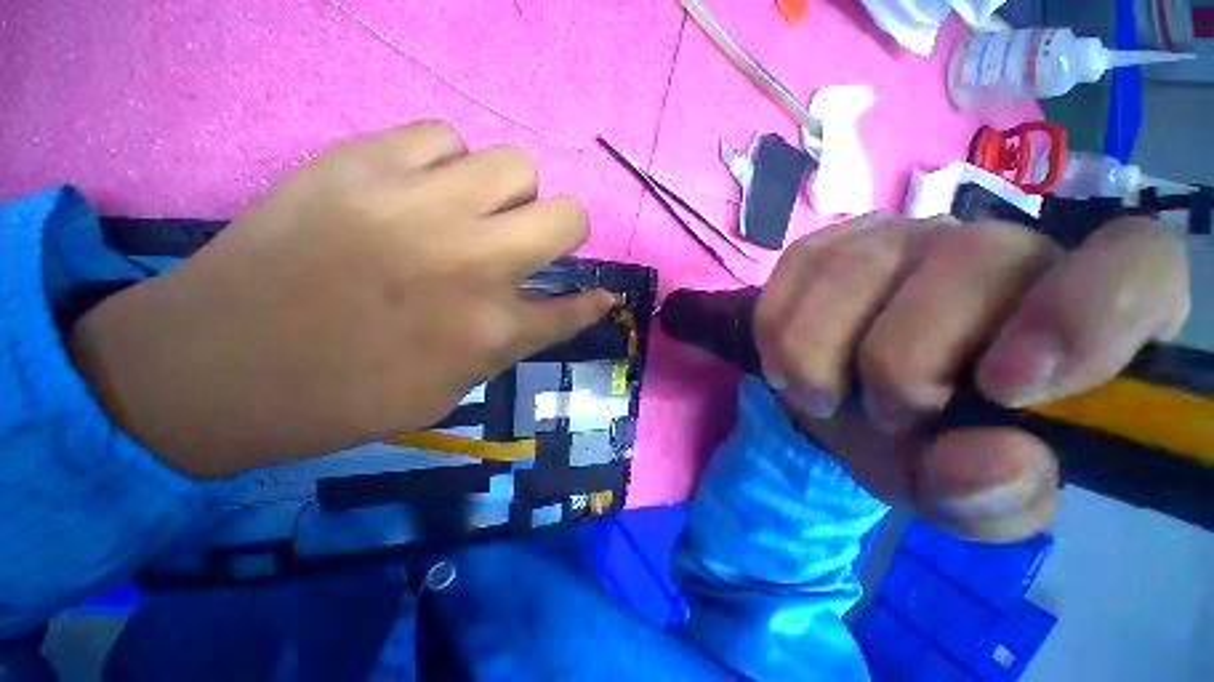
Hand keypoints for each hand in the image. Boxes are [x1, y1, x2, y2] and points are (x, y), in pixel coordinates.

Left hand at [70, 122, 612, 477]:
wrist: (219, 365)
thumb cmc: (346, 396)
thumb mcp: (450, 387)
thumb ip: (508, 343)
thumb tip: (550, 311)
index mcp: (492, 329)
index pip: (573, 307)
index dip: (592, 301)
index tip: (601, 294)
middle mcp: (475, 261)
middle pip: (568, 214)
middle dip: (562, 229)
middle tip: (527, 243)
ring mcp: (421, 203)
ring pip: (515, 164)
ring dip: (506, 193)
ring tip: (470, 211)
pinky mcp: (363, 161)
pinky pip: (441, 136)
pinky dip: (446, 162)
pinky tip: (419, 188)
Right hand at [755, 215, 1188, 540]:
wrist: (850, 406)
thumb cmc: (929, 449)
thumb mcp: (967, 498)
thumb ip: (995, 498)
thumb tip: (993, 461)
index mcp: (1085, 316)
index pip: (1136, 264)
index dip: (1084, 313)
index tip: (1006, 389)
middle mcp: (1003, 250)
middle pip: (972, 259)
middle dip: (902, 358)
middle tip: (882, 416)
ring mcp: (907, 236)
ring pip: (857, 265)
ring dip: (816, 349)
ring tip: (815, 397)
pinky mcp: (833, 242)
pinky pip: (797, 264)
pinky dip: (777, 324)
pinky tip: (781, 363)